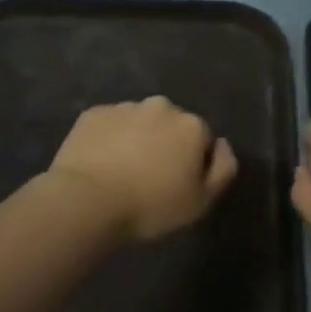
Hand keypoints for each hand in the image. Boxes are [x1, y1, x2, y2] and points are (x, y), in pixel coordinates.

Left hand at [47, 97, 237, 240]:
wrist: (87, 200)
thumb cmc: (150, 206)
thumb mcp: (201, 202)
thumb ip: (223, 169)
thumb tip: (223, 145)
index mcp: (190, 125)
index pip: (202, 139)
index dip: (193, 163)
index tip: (178, 185)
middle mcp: (161, 106)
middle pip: (170, 124)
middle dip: (165, 143)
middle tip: (150, 177)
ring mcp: (125, 106)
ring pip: (139, 121)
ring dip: (137, 139)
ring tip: (121, 172)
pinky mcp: (94, 113)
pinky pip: (109, 125)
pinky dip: (108, 139)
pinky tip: (99, 164)